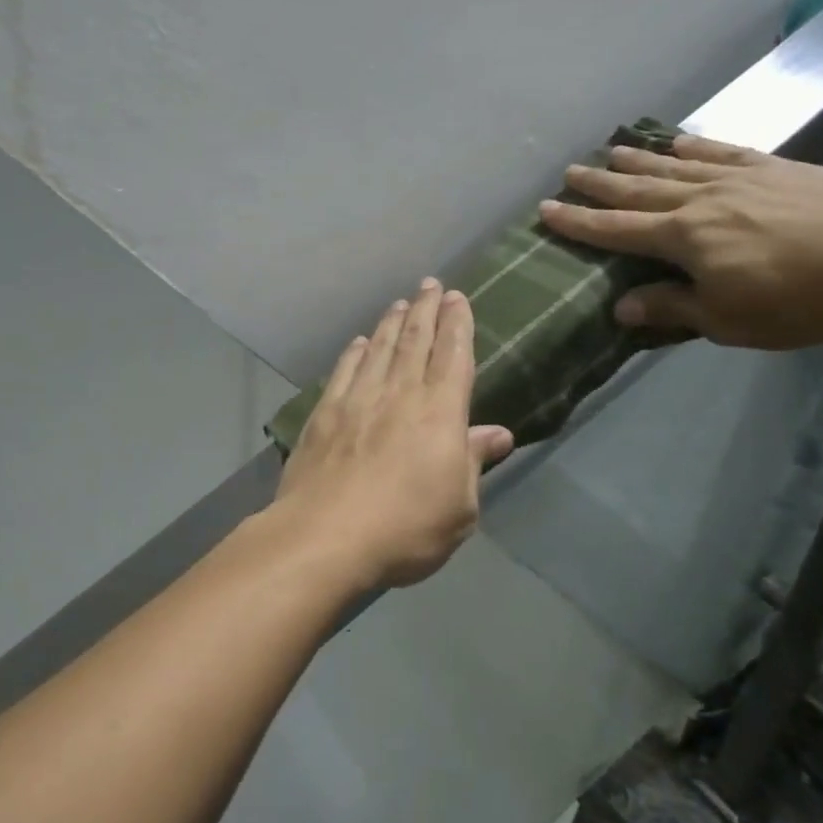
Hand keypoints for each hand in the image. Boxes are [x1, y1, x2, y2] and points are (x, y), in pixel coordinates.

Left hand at [274, 280, 514, 587]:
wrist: (325, 537)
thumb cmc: (405, 528)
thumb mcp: (459, 507)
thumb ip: (474, 462)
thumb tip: (498, 432)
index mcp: (439, 412)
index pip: (453, 356)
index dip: (457, 324)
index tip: (457, 298)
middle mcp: (399, 394)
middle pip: (415, 341)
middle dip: (426, 310)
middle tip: (430, 285)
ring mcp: (357, 400)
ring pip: (380, 349)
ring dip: (392, 323)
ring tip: (400, 303)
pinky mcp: (324, 414)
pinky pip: (344, 371)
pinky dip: (354, 352)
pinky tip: (359, 342)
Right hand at [538, 134, 822, 349]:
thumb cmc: (800, 298)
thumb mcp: (728, 321)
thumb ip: (672, 308)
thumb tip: (620, 306)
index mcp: (684, 239)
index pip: (616, 230)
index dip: (579, 222)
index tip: (546, 210)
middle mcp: (700, 201)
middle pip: (638, 190)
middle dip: (600, 183)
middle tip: (569, 171)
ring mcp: (738, 179)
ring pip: (675, 166)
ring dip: (639, 159)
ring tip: (611, 150)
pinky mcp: (774, 168)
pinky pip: (722, 153)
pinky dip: (694, 146)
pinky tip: (680, 141)